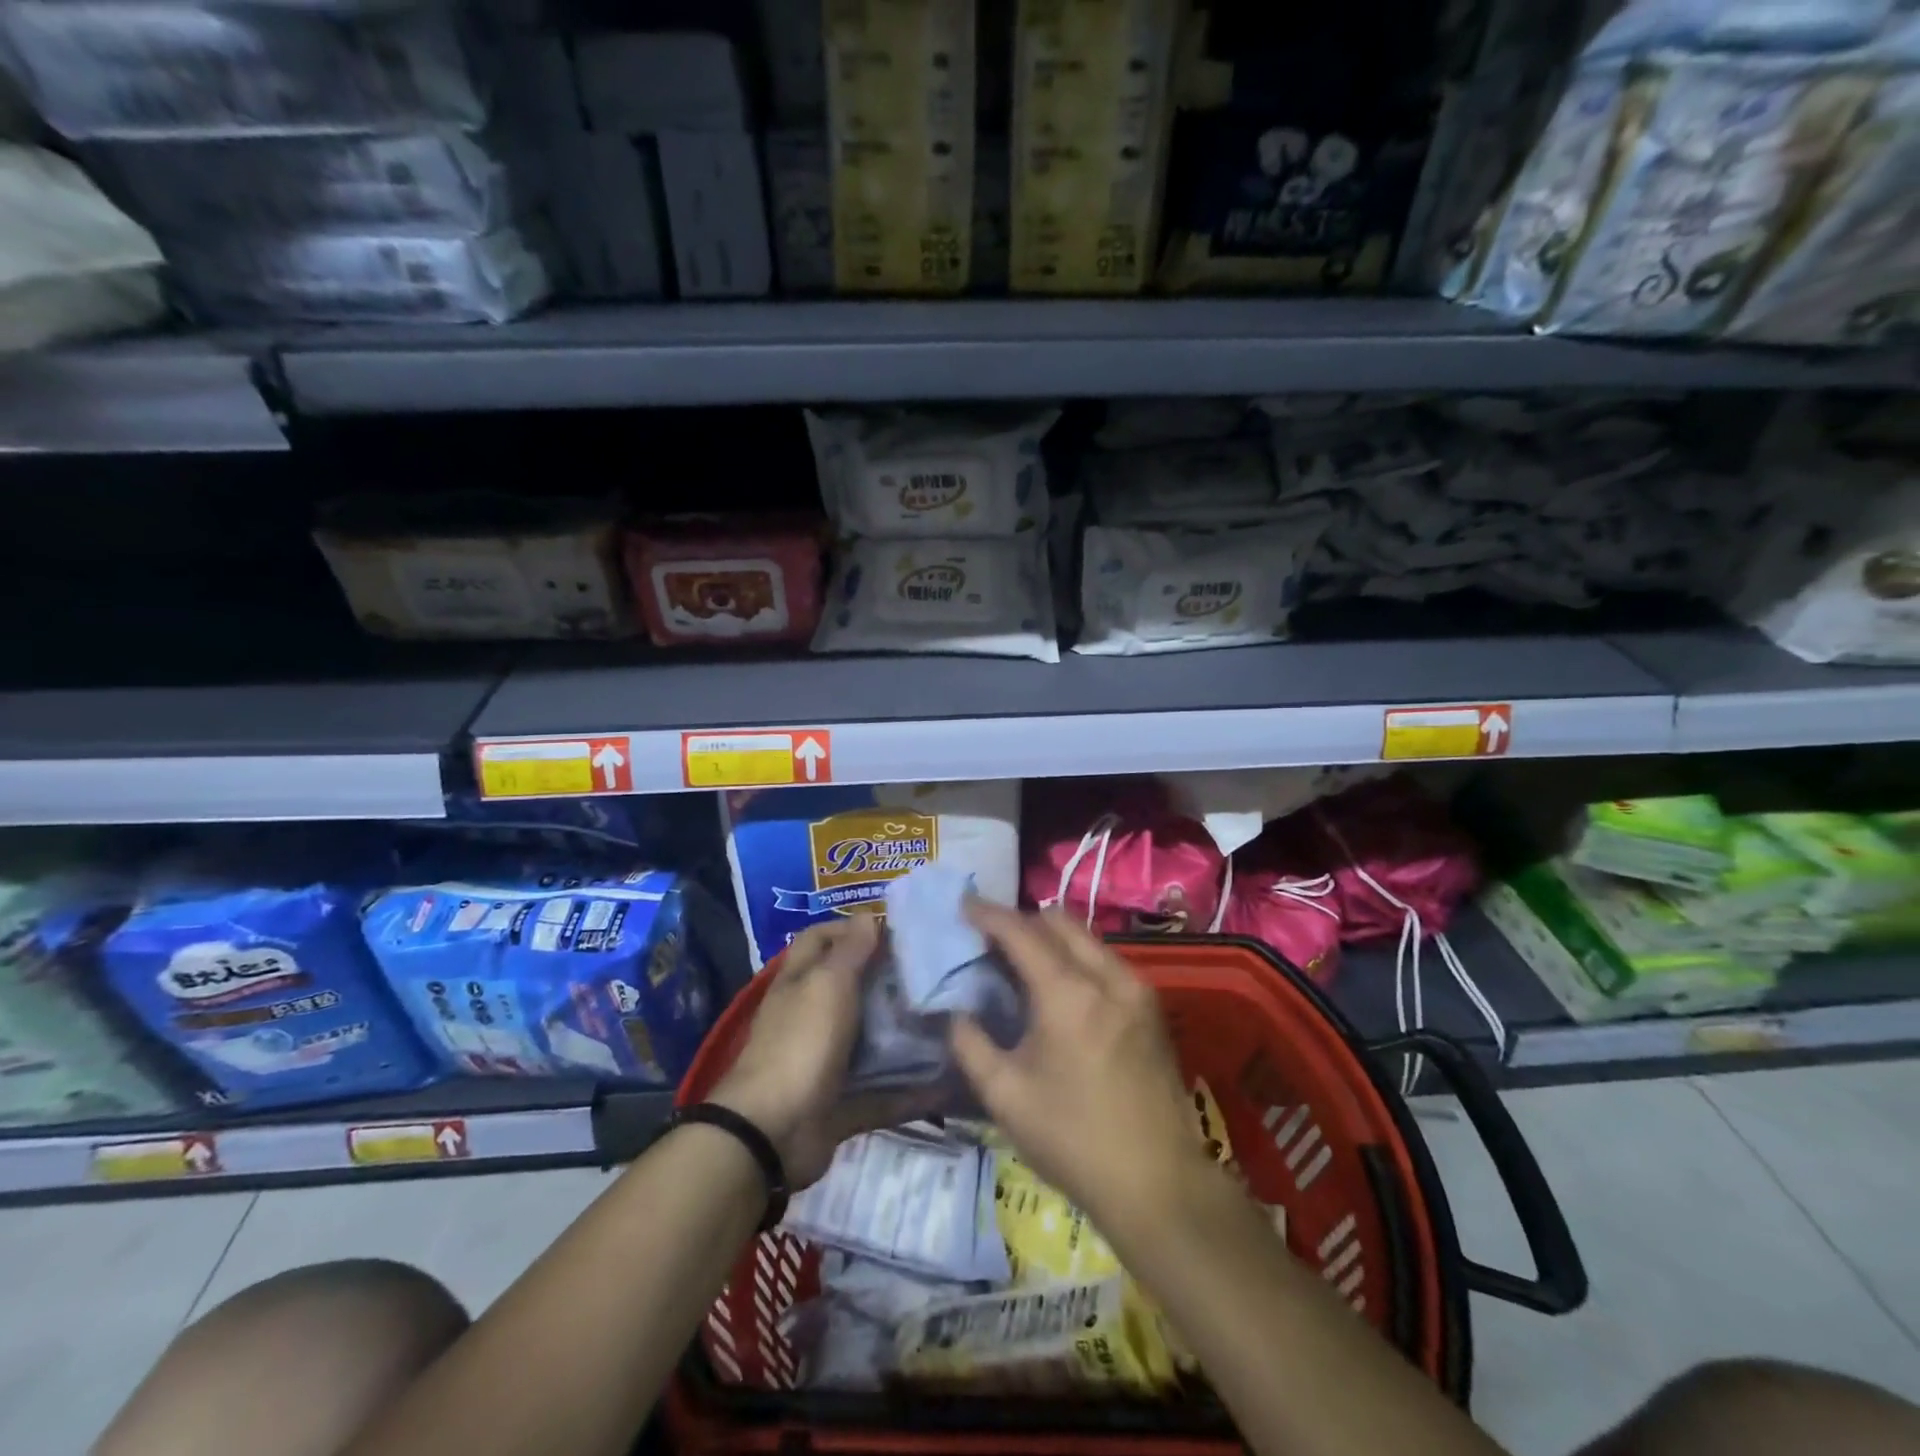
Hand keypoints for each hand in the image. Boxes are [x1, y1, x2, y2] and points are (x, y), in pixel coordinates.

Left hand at [708, 917, 925, 1188]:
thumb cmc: (801, 1042)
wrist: (772, 1132)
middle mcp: (810, 1017)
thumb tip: (869, 915)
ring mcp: (824, 1062)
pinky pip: (881, 1093)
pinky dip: (910, 1091)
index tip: (895, 930)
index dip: (850, 928)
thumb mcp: (828, 984)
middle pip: (850, 989)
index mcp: (800, 982)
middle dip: (887, 982)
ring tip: (950, 1021)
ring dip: (903, 1035)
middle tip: (934, 975)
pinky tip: (946, 1081)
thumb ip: (851, 950)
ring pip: (869, 1041)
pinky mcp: (840, 1103)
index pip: (819, 939)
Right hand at [950, 902, 1213, 1223]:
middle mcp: (1107, 976)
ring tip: (1023, 962)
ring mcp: (1136, 989)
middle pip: (1059, 921)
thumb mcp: (1005, 1096)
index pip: (1021, 932)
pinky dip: (1076, 957)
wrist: (1158, 1183)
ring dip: (1052, 937)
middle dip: (1022, 920)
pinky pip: (1106, 960)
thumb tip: (957, 1013)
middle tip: (992, 938)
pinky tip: (1061, 988)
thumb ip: (971, 1044)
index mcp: (1068, 993)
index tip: (964, 903)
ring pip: (1086, 937)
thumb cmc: (1073, 1139)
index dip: (988, 913)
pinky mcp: (1151, 1007)